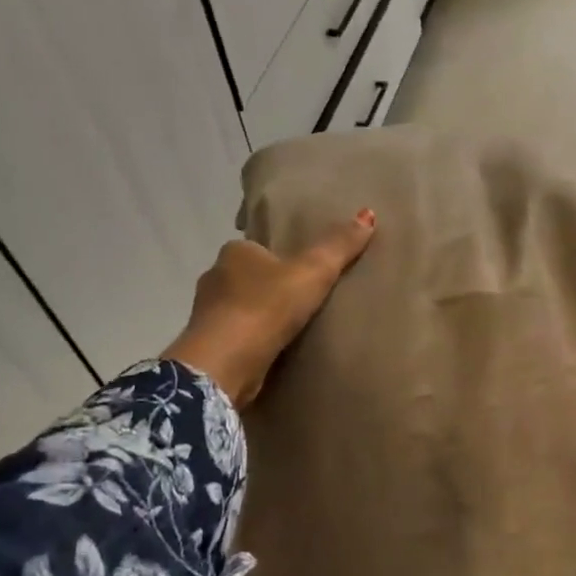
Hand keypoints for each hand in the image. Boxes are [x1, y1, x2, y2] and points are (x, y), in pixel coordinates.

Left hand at [161, 209, 375, 406]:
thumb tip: (368, 213)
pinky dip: (251, 342)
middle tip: (303, 302)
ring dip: (259, 317)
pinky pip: (236, 338)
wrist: (226, 362)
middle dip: (269, 289)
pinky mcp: (209, 346)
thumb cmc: (266, 307)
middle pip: (248, 278)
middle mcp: (214, 277)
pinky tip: (271, 352)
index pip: (259, 249)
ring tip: (291, 330)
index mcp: (234, 252)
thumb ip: (338, 247)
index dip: (281, 259)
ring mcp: (206, 314)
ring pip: (239, 309)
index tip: (303, 274)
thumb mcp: (313, 272)